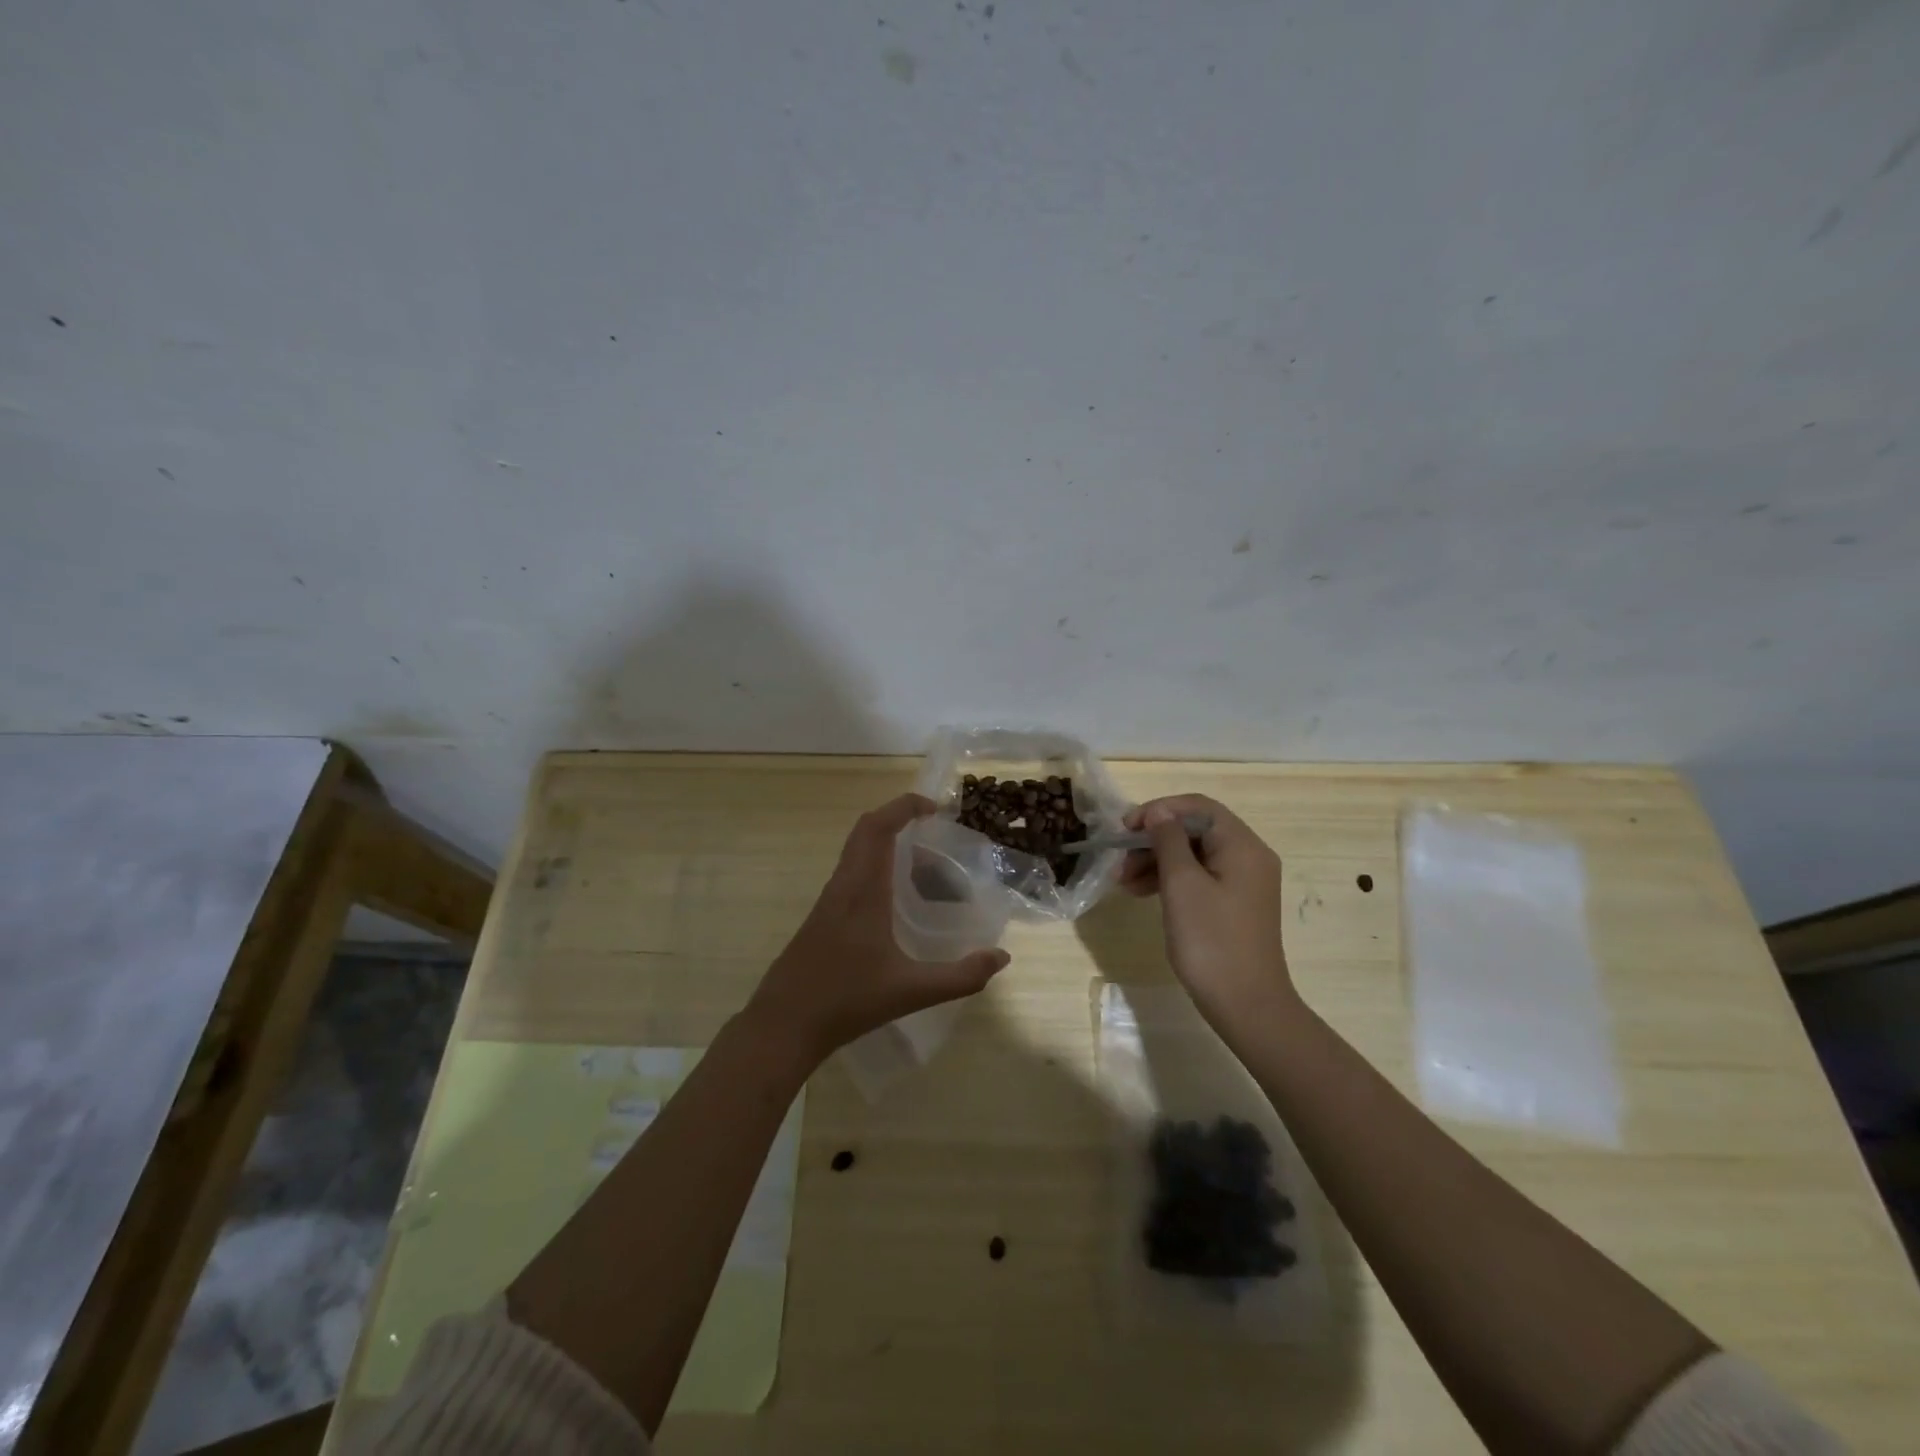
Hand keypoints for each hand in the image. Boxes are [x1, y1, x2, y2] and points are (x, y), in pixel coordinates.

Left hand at [744, 793, 1010, 1066]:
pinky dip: (877, 870)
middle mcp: (843, 885)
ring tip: (926, 871)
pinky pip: (852, 874)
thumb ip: (960, 976)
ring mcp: (828, 901)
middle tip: (934, 833)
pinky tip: (898, 905)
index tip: (934, 808)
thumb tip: (1001, 957)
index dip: (904, 807)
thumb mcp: (911, 992)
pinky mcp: (822, 917)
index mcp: (862, 890)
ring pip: (857, 853)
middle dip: (899, 820)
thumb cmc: (846, 1002)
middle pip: (865, 831)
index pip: (878, 827)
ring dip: (888, 847)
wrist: (783, 1025)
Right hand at [1118, 794, 1299, 1038]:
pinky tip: (1142, 893)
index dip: (1158, 810)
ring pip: (1194, 855)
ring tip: (1123, 882)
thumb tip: (1159, 812)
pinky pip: (1199, 877)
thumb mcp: (1182, 885)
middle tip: (1119, 860)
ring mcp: (1243, 882)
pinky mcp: (1234, 904)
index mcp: (1242, 845)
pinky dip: (1170, 880)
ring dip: (1156, 861)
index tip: (1124, 829)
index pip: (1197, 807)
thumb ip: (1168, 841)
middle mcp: (1248, 856)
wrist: (1247, 1006)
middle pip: (1195, 830)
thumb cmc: (1211, 940)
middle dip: (1153, 840)